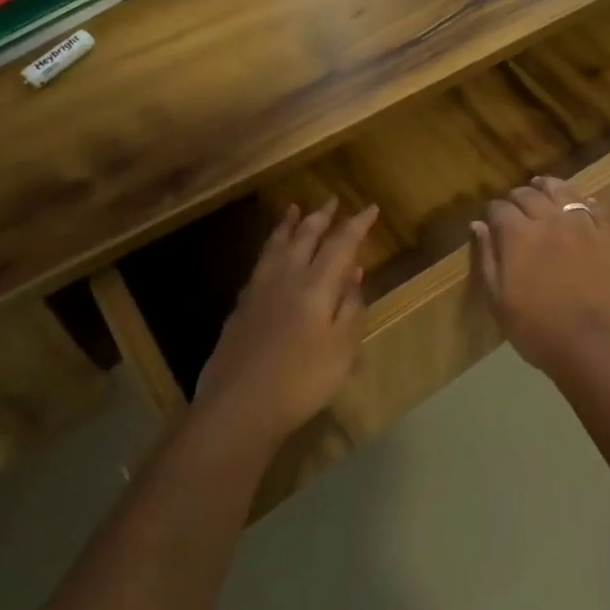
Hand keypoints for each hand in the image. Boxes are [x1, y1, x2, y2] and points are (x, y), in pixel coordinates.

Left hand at [193, 199, 379, 453]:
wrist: (239, 409)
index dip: (356, 224)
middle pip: (305, 237)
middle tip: (332, 200)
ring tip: (294, 209)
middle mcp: (286, 278)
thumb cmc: (302, 381)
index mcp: (316, 285)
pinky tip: (271, 255)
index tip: (370, 208)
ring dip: (289, 225)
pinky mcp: (240, 308)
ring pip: (276, 246)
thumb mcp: (343, 347)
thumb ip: (351, 305)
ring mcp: (258, 291)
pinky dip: (270, 248)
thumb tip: (353, 270)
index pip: (340, 243)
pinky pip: (260, 264)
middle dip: (322, 217)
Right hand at [471, 177, 609, 377]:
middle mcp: (550, 220)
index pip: (500, 208)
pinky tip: (581, 206)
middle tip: (515, 205)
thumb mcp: (500, 302)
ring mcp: (584, 224)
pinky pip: (596, 208)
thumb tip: (478, 226)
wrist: (598, 345)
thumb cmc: (540, 331)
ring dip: (549, 187)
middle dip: (517, 197)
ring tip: (543, 188)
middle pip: (529, 194)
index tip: (492, 220)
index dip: (493, 212)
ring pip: (563, 191)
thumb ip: (488, 259)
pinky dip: (584, 203)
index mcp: (519, 236)